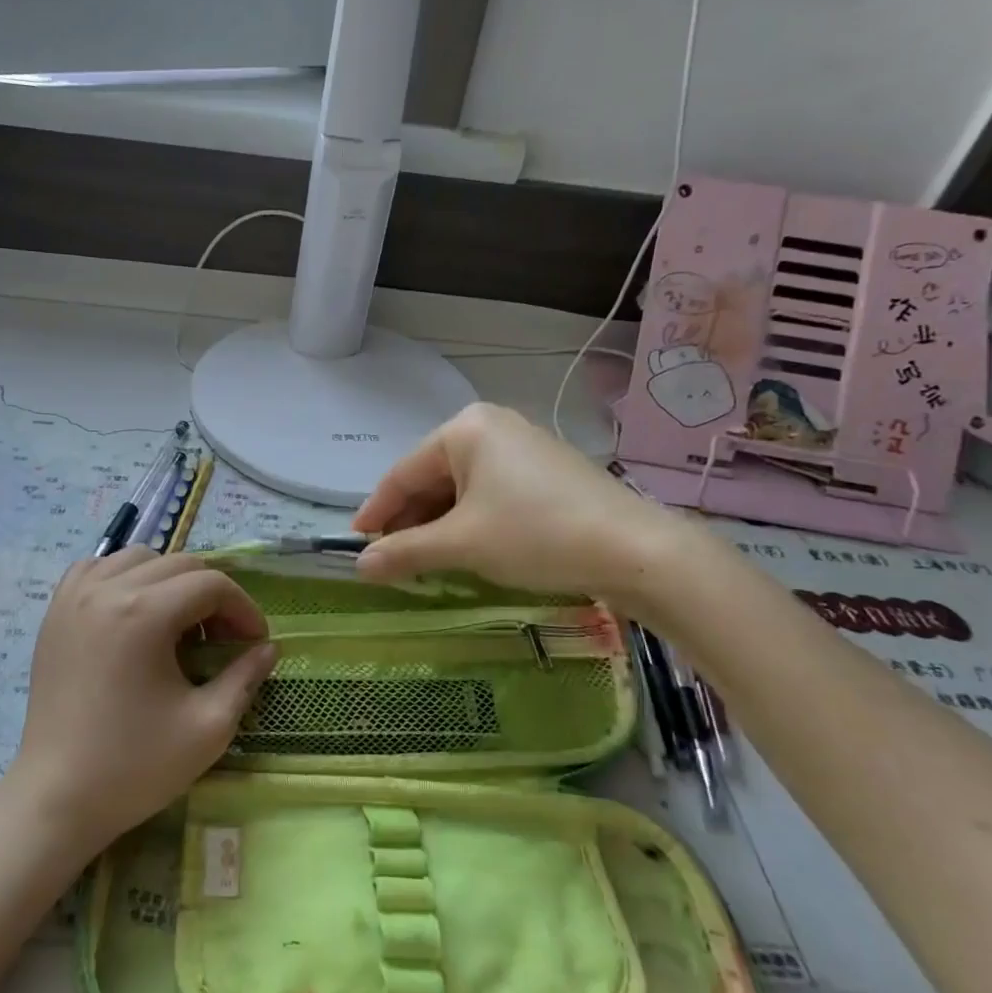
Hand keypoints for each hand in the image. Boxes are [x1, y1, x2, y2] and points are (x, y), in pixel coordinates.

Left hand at [11, 548, 274, 857]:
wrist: (57, 798)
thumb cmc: (135, 767)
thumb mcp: (208, 727)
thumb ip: (245, 677)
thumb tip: (267, 648)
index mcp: (143, 614)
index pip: (211, 584)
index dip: (243, 609)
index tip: (254, 642)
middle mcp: (107, 590)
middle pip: (179, 564)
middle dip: (212, 595)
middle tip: (222, 640)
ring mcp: (74, 597)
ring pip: (138, 558)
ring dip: (170, 581)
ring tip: (177, 626)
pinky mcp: (55, 612)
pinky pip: (97, 568)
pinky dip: (124, 577)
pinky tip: (133, 612)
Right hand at [351, 403, 697, 610]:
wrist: (635, 549)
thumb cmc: (535, 535)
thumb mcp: (461, 544)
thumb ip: (405, 552)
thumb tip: (359, 566)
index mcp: (464, 429)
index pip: (403, 474)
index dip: (376, 512)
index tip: (356, 544)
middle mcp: (491, 426)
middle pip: (432, 478)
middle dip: (410, 521)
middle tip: (391, 560)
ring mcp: (522, 446)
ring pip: (461, 488)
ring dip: (439, 524)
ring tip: (425, 561)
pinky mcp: (546, 471)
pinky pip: (490, 493)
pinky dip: (470, 521)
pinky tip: (466, 549)